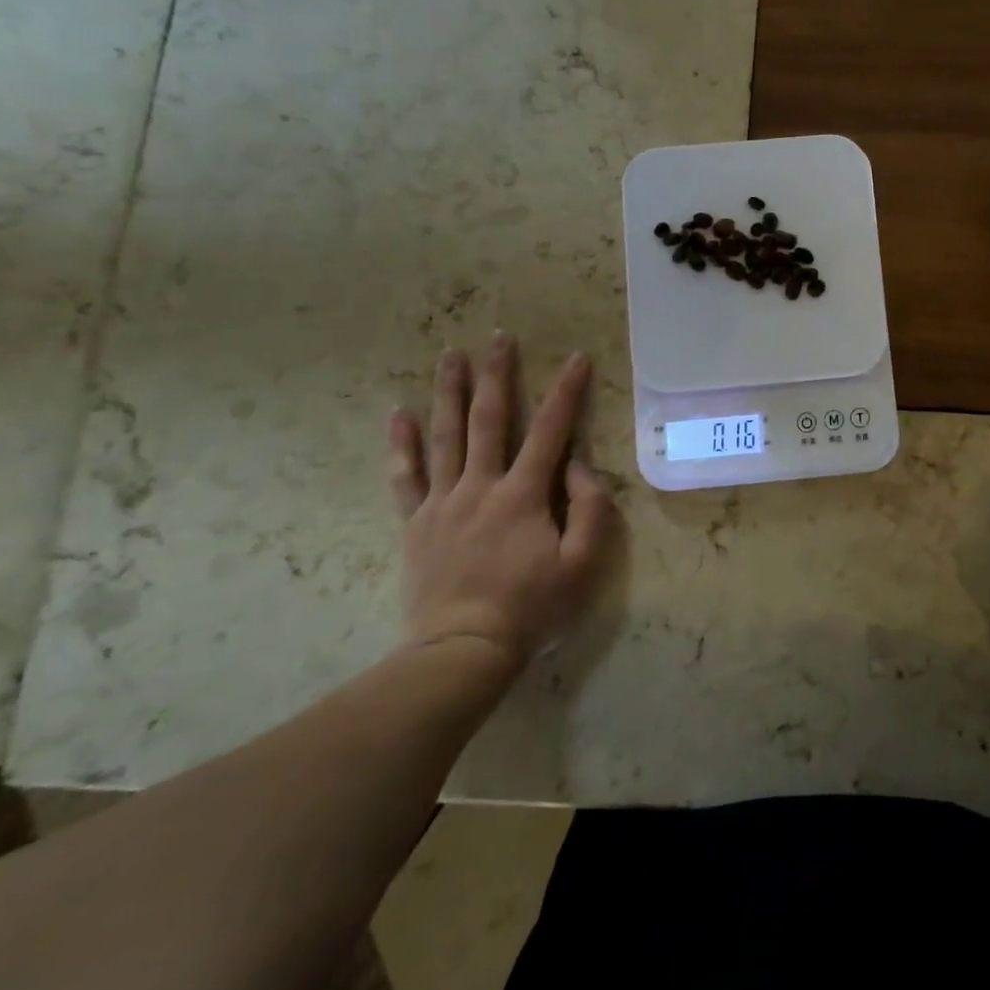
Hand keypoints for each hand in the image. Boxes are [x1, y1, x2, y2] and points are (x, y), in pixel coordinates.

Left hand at [388, 334, 614, 670]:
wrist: (461, 652)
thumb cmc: (531, 608)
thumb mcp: (582, 564)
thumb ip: (590, 508)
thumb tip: (577, 465)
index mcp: (523, 495)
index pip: (550, 430)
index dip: (566, 391)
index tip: (576, 357)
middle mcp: (480, 486)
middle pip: (489, 419)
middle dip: (496, 375)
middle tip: (498, 337)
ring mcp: (442, 503)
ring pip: (444, 436)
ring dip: (449, 392)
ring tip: (450, 355)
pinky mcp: (415, 524)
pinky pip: (404, 477)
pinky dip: (401, 444)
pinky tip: (399, 413)